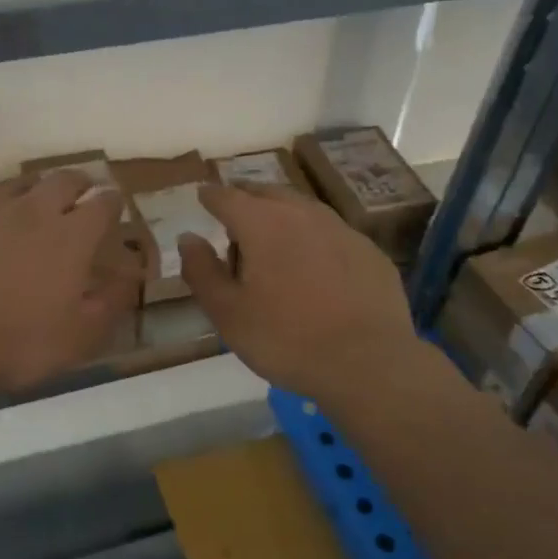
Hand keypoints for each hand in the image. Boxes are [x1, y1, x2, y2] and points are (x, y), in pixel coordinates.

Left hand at [0, 171, 140, 398]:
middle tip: (82, 191)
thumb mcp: (82, 335)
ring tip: (37, 198)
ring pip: (19, 183)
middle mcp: (34, 211)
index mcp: (72, 235)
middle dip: (79, 183)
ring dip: (35, 187)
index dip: (113, 202)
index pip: (103, 204)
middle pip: (63, 180)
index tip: (116, 206)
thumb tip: (131, 277)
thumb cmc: (21, 340)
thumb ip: (112, 301)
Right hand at [179, 184, 421, 404]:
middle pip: (267, 193)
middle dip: (247, 199)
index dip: (211, 196)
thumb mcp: (228, 313)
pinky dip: (314, 239)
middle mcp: (302, 214)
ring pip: (303, 209)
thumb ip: (202, 271)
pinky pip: (332, 234)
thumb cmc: (286, 339)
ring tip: (272, 236)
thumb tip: (188, 237)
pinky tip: (315, 265)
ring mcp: (342, 229)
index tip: (202, 197)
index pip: (227, 196)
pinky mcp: (369, 251)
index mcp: (262, 224)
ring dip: (282, 215)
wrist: (368, 364)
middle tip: (235, 215)